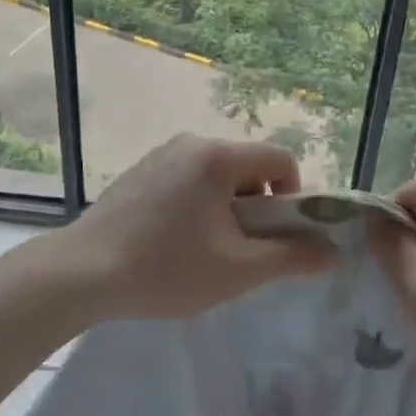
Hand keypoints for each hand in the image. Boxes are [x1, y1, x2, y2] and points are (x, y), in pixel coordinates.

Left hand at [47, 135, 335, 323]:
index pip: (280, 159)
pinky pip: (187, 180)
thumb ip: (291, 257)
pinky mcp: (139, 171)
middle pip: (247, 167)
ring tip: (203, 252)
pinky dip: (196, 206)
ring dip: (225, 210)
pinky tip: (172, 243)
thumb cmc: (166, 268)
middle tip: (238, 252)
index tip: (275, 238)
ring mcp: (160, 154)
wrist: (82, 272)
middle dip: (256, 208)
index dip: (292, 198)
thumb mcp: (238, 270)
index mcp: (217, 156)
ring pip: (216, 176)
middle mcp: (190, 143)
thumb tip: (334, 251)